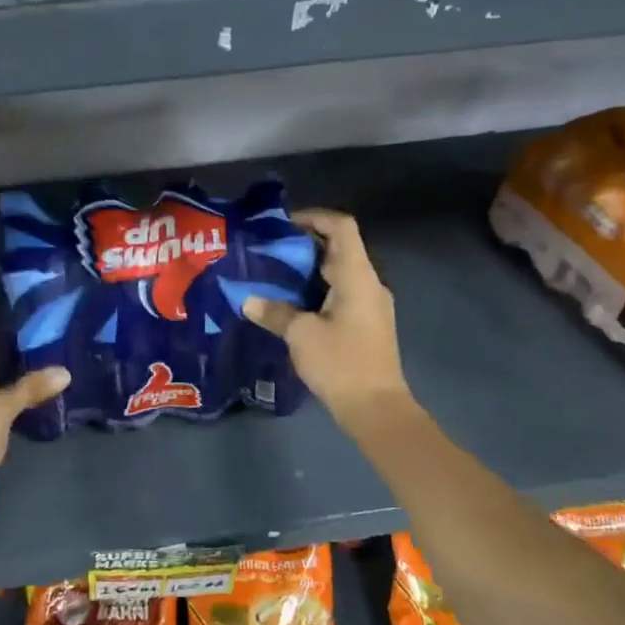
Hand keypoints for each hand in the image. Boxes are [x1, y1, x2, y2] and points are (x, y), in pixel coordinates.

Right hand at [241, 209, 410, 430]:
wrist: (375, 408)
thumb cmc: (340, 363)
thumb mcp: (301, 335)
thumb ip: (275, 313)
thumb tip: (248, 300)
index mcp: (357, 276)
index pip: (342, 227)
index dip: (315, 216)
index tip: (284, 224)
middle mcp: (369, 283)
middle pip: (341, 247)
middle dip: (306, 243)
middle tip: (271, 250)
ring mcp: (371, 304)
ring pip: (341, 272)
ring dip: (311, 268)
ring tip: (277, 274)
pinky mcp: (367, 324)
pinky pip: (342, 293)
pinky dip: (318, 289)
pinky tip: (293, 303)